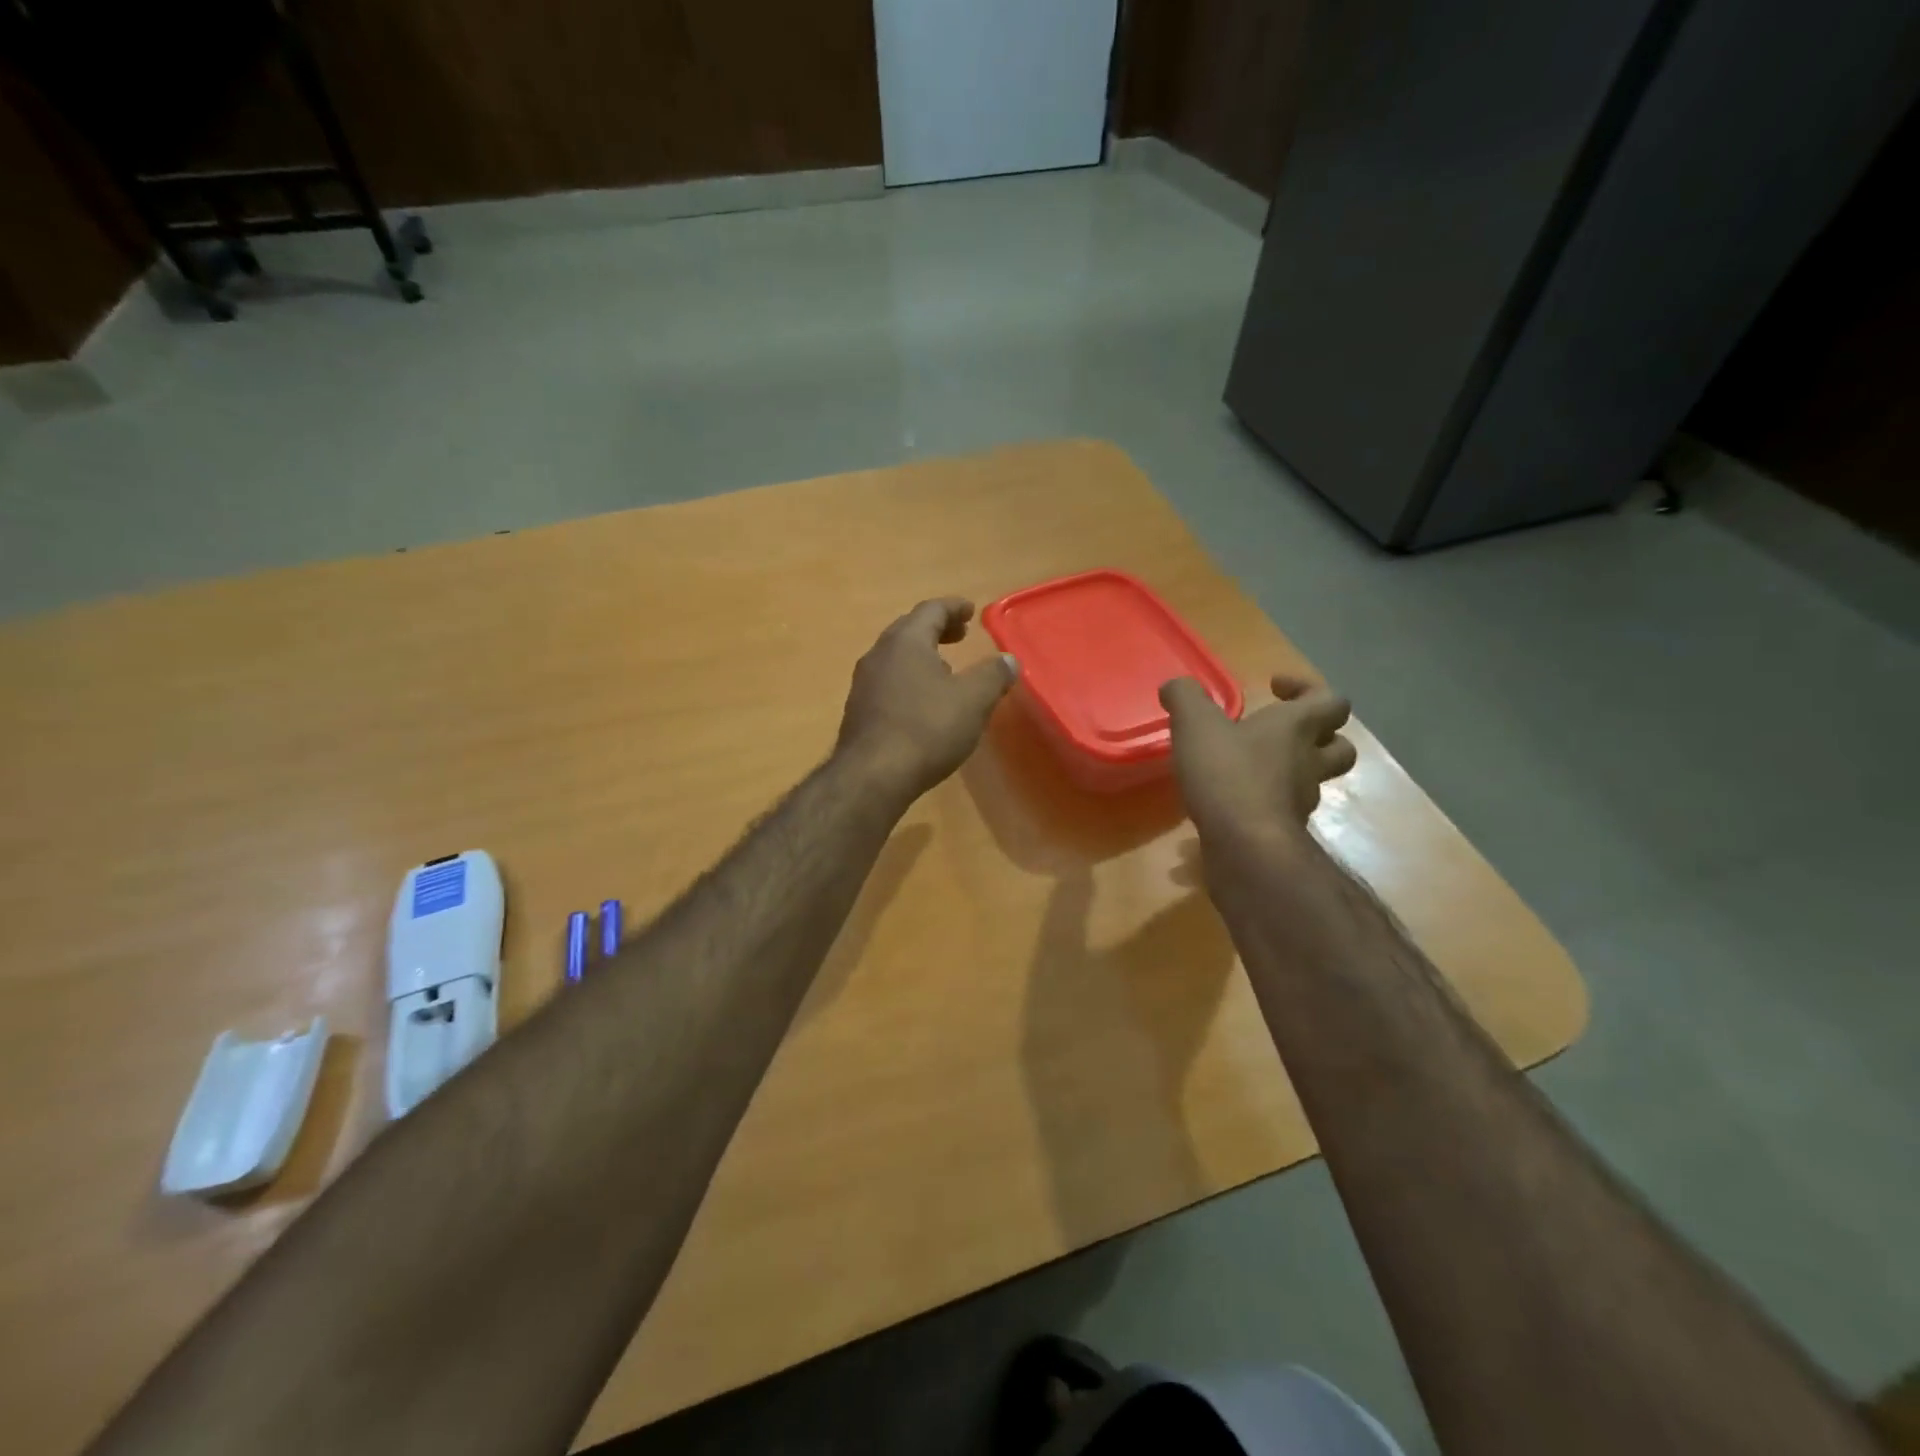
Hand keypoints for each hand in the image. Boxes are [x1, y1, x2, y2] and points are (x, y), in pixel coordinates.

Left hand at [837, 598, 1017, 801]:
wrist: (872, 776)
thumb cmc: (926, 729)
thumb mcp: (972, 700)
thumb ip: (993, 675)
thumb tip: (1009, 660)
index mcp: (906, 642)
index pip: (931, 610)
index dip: (954, 607)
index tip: (971, 611)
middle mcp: (879, 654)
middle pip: (909, 630)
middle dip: (936, 629)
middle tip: (960, 635)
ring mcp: (863, 683)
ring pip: (895, 657)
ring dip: (921, 655)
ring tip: (945, 669)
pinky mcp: (858, 711)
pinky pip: (887, 682)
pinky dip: (908, 679)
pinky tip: (922, 702)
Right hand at [1161, 673, 1356, 840]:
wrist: (1246, 846)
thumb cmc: (1227, 774)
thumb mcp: (1195, 724)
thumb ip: (1185, 697)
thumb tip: (1175, 686)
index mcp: (1297, 727)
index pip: (1330, 700)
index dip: (1307, 689)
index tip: (1275, 688)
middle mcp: (1308, 761)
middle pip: (1339, 745)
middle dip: (1318, 734)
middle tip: (1281, 731)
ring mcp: (1301, 800)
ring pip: (1313, 779)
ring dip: (1292, 770)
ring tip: (1255, 767)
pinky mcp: (1284, 829)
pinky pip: (1283, 809)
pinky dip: (1265, 802)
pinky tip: (1233, 803)